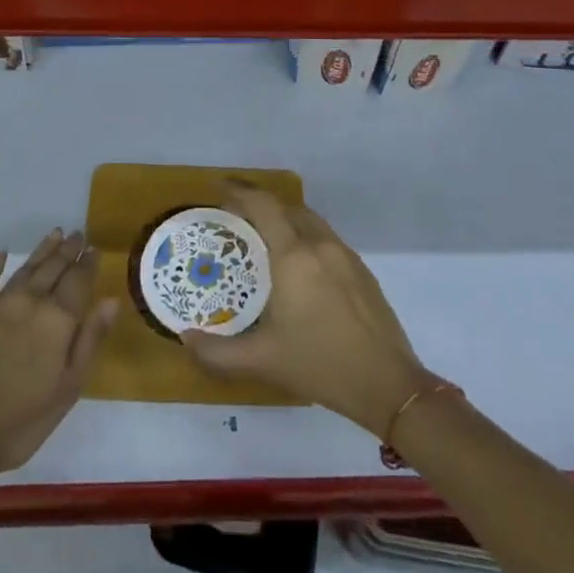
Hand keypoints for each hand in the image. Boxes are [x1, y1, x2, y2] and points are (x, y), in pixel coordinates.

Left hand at [0, 230, 116, 474]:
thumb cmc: (20, 421)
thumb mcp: (67, 388)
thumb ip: (90, 340)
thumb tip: (110, 300)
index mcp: (59, 319)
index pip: (79, 281)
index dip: (88, 263)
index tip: (94, 248)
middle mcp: (32, 301)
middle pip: (54, 267)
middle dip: (68, 250)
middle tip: (77, 234)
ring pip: (27, 268)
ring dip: (42, 250)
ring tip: (54, 234)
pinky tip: (1, 253)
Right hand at [181, 183, 435, 436]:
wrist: (388, 384)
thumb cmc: (320, 364)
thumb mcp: (263, 361)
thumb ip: (218, 352)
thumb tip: (186, 339)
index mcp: (293, 256)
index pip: (263, 206)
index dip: (240, 191)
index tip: (221, 188)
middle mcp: (319, 244)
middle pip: (287, 208)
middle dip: (261, 205)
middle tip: (238, 217)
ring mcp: (345, 255)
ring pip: (310, 221)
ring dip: (286, 219)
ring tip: (267, 238)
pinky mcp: (362, 270)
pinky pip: (326, 238)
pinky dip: (306, 236)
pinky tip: (300, 266)